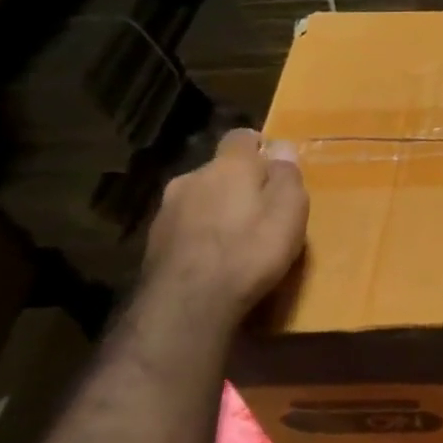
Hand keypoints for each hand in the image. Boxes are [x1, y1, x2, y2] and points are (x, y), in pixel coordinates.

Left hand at [142, 129, 308, 319]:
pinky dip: (200, 234)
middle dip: (239, 182)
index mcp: (229, 166)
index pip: (241, 137)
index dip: (259, 147)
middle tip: (263, 209)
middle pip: (220, 170)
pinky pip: (185, 225)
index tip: (275, 165)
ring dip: (217, 209)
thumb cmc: (250, 251)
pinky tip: (214, 258)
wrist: (186, 305)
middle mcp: (192, 178)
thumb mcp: (289, 210)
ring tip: (237, 238)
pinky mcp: (153, 242)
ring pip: (200, 198)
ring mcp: (167, 210)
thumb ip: (287, 175)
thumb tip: (282, 146)